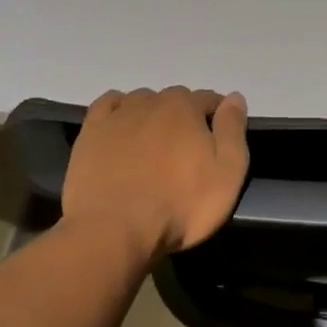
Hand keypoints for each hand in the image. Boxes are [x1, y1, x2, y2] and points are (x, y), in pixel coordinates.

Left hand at [62, 86, 248, 257]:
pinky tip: (122, 125)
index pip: (209, 99)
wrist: (115, 229)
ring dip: (152, 113)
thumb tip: (235, 97)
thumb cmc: (180, 205)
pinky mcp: (91, 132)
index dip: (217, 116)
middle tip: (186, 149)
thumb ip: (233, 130)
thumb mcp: (227, 173)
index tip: (218, 139)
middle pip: (175, 98)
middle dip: (184, 115)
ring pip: (142, 100)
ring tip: (154, 143)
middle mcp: (152, 102)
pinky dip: (118, 109)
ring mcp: (118, 115)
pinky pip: (108, 105)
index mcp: (186, 108)